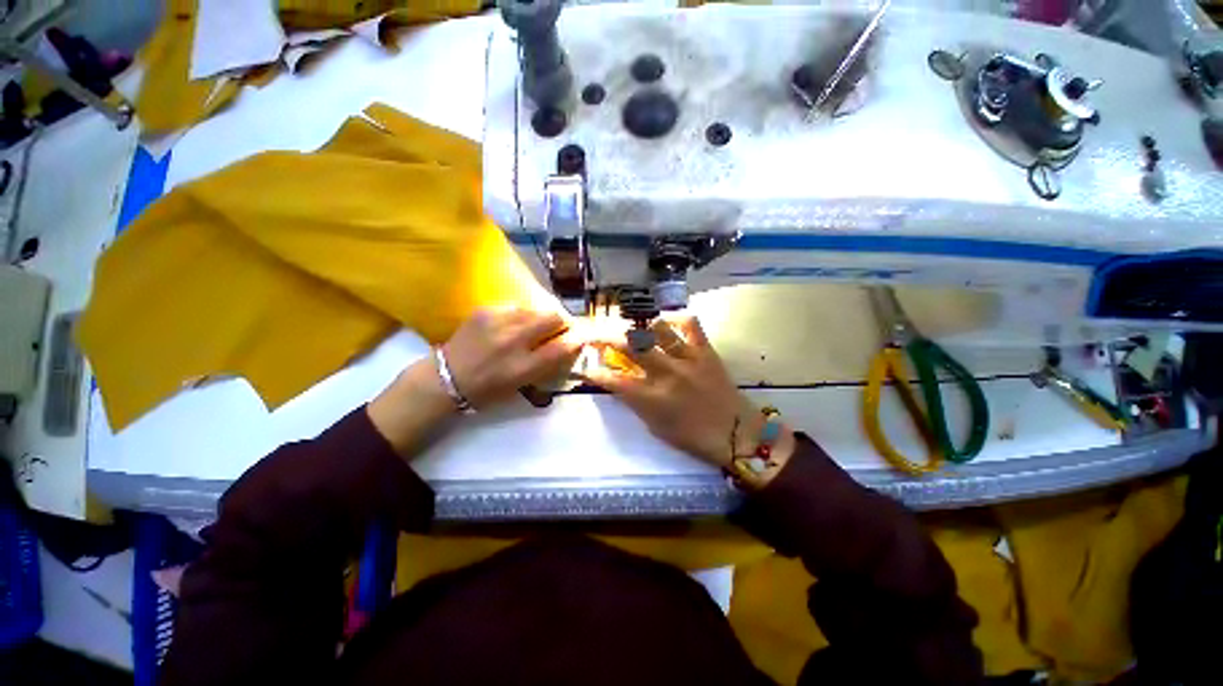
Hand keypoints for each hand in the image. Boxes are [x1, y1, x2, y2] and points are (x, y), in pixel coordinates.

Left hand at [442, 306, 582, 409]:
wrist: (445, 379)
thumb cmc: (487, 390)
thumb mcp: (521, 385)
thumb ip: (546, 365)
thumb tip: (568, 345)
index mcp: (522, 367)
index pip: (563, 346)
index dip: (577, 339)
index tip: (581, 337)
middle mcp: (513, 341)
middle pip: (553, 317)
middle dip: (562, 322)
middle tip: (558, 329)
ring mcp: (497, 321)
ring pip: (536, 308)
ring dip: (542, 318)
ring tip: (534, 327)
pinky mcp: (485, 310)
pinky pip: (516, 307)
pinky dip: (522, 316)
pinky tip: (513, 325)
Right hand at [582, 316, 754, 467]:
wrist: (737, 433)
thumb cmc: (693, 437)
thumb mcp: (656, 426)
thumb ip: (635, 402)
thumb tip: (618, 383)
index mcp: (652, 399)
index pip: (613, 381)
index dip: (594, 372)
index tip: (586, 366)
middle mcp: (666, 374)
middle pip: (628, 345)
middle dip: (604, 336)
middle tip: (596, 334)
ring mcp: (688, 359)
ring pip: (657, 329)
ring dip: (641, 328)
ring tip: (636, 332)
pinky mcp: (706, 351)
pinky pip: (690, 324)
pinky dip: (676, 319)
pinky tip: (667, 322)